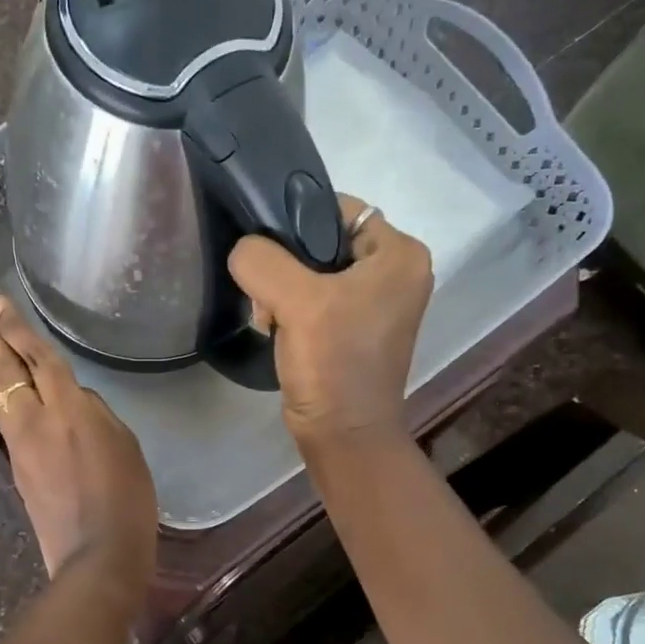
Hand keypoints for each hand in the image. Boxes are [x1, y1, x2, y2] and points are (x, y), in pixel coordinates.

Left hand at [0, 294, 157, 593]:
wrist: (96, 555)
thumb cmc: (126, 498)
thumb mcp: (125, 444)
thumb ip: (95, 413)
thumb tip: (71, 401)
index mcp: (69, 409)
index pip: (38, 358)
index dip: (17, 327)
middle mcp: (35, 420)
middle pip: (5, 369)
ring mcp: (20, 446)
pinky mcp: (17, 468)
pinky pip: (4, 419)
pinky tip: (1, 389)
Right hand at [228, 194, 432, 450]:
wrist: (342, 434)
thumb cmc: (333, 363)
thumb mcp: (296, 301)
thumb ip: (262, 260)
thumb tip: (244, 249)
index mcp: (400, 254)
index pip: (338, 208)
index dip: (296, 221)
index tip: (267, 251)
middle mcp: (395, 272)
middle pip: (322, 241)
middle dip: (285, 265)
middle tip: (266, 294)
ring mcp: (375, 302)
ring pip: (312, 271)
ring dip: (282, 291)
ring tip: (271, 318)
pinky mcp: (354, 328)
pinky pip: (314, 299)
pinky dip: (291, 309)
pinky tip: (277, 330)